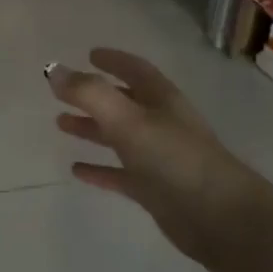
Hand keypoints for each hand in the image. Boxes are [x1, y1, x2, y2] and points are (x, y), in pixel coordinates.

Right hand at [47, 48, 264, 267]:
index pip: (136, 70)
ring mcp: (159, 158)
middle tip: (62, 94)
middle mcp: (161, 124)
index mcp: (161, 100)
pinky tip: (77, 170)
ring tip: (60, 125)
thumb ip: (89, 93)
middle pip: (124, 102)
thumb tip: (53, 71)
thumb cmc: (174, 158)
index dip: (114, 60)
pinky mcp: (154, 189)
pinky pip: (120, 174)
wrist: (218, 217)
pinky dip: (99, 169)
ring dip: (92, 129)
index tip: (90, 54)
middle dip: (94, 96)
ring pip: (119, 137)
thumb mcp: (128, 120)